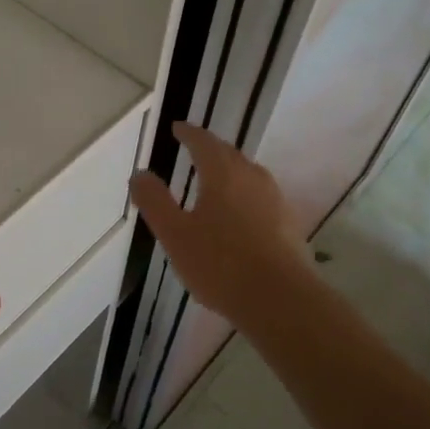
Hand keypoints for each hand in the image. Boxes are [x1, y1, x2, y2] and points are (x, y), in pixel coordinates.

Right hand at [129, 122, 312, 325]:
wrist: (281, 300)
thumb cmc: (220, 264)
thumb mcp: (175, 234)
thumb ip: (155, 202)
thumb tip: (140, 174)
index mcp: (222, 173)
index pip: (204, 142)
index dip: (189, 133)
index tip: (178, 129)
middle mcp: (252, 177)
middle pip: (229, 154)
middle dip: (210, 150)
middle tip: (194, 151)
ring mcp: (275, 200)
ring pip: (249, 175)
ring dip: (230, 172)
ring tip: (215, 181)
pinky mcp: (289, 224)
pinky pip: (261, 198)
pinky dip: (245, 197)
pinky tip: (240, 217)